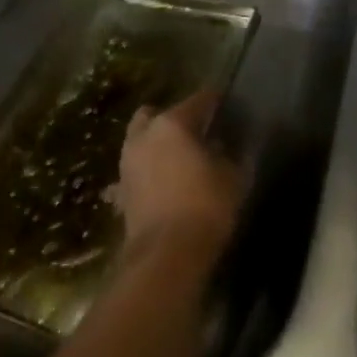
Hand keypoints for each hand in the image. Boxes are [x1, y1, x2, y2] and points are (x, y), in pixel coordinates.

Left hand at [114, 91, 244, 264]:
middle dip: (176, 117)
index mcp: (173, 124)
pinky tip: (166, 182)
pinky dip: (149, 170)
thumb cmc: (206, 207)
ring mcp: (128, 163)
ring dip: (158, 143)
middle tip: (197, 130)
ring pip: (141, 139)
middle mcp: (145, 136)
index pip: (199, 99)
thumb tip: (225, 145)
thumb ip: (232, 154)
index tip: (228, 103)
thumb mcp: (234, 177)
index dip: (216, 100)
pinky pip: (137, 169)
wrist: (165, 256)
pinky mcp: (122, 190)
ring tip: (181, 157)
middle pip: (158, 114)